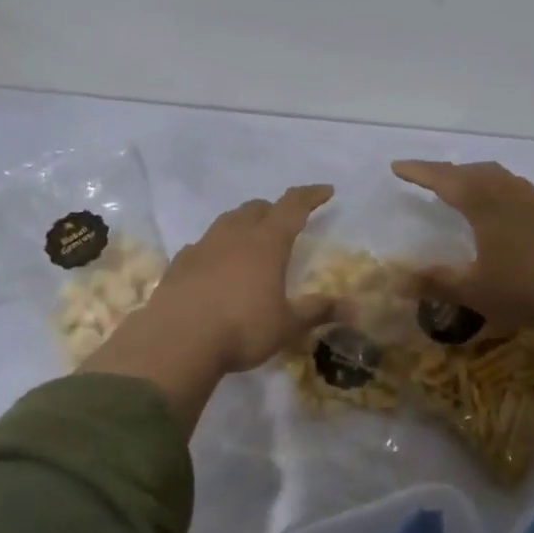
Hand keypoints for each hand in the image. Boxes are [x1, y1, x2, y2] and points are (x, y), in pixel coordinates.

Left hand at [146, 185, 337, 372]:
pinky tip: (215, 265)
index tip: (326, 191)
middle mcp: (234, 235)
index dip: (311, 196)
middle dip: (274, 210)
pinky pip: (202, 245)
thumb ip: (318, 311)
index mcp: (267, 243)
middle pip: (257, 208)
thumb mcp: (287, 325)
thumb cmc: (242, 328)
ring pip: (226, 221)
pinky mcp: (178, 264)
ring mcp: (202, 246)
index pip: (293, 206)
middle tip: (285, 222)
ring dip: (243, 223)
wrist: (177, 341)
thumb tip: (356, 309)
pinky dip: (215, 248)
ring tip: (251, 240)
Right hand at [391, 161, 533, 371]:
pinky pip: (525, 193)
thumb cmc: (525, 289)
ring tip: (469, 189)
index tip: (398, 167)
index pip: (444, 179)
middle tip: (431, 178)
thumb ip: (435, 283)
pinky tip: (512, 212)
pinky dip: (506, 193)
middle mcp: (512, 194)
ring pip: (504, 178)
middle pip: (475, 171)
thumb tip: (396, 282)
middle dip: (449, 172)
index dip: (419, 172)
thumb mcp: (473, 291)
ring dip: (480, 178)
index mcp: (485, 204)